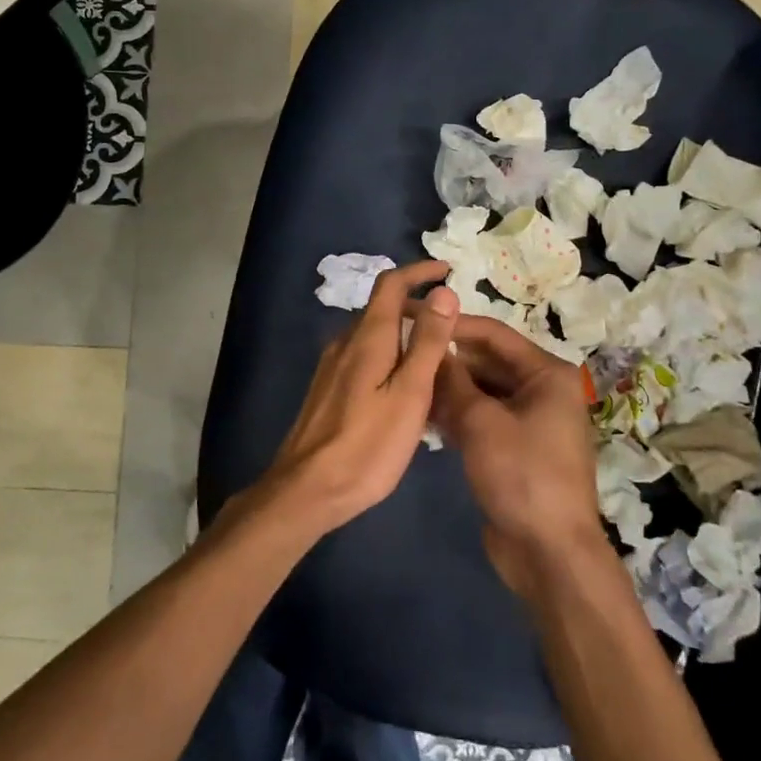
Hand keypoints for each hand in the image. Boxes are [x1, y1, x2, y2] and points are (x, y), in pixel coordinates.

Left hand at [263, 260, 459, 533]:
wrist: (307, 489)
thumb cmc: (367, 444)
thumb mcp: (410, 393)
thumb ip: (427, 342)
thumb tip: (443, 292)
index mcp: (367, 337)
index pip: (391, 284)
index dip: (419, 272)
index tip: (448, 271)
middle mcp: (345, 342)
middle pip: (382, 308)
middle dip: (417, 306)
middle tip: (453, 325)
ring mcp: (332, 366)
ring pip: (374, 335)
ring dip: (405, 334)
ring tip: (437, 356)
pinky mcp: (328, 389)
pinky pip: (364, 357)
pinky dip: (390, 356)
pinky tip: (405, 387)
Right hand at [430, 316, 606, 595]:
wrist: (549, 553)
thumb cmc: (521, 475)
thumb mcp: (481, 422)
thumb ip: (453, 380)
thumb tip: (431, 347)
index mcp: (546, 373)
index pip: (493, 334)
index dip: (453, 324)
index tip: (413, 318)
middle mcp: (542, 389)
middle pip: (487, 361)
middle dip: (448, 360)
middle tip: (402, 353)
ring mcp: (530, 420)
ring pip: (482, 390)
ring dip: (449, 389)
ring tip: (405, 382)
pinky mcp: (515, 447)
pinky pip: (483, 417)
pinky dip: (458, 414)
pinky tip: (423, 415)